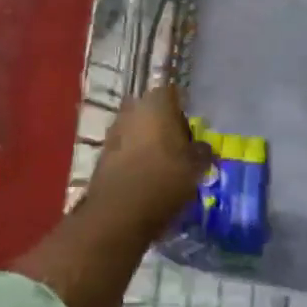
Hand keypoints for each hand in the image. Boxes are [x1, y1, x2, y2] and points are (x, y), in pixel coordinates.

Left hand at [85, 85, 213, 234]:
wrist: (117, 213)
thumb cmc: (163, 180)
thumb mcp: (195, 168)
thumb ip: (202, 152)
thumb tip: (203, 147)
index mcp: (157, 101)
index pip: (174, 93)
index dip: (185, 111)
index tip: (193, 132)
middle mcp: (133, 107)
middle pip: (154, 110)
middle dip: (165, 126)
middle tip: (180, 150)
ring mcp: (115, 128)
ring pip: (138, 128)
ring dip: (149, 142)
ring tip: (164, 167)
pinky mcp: (103, 152)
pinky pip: (125, 147)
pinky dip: (135, 157)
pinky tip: (146, 178)